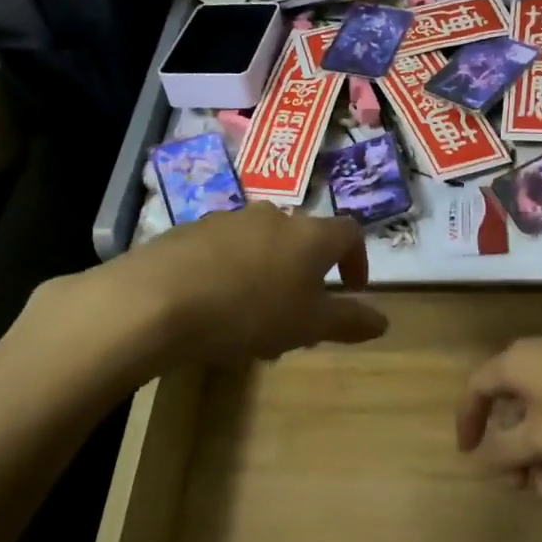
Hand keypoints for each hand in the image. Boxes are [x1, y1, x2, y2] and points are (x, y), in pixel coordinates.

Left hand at [122, 204, 387, 364]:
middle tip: (298, 313)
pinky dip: (232, 272)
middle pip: (303, 239)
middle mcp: (273, 216)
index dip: (357, 259)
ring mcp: (228, 219)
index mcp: (310, 235)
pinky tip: (215, 306)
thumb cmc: (250, 312)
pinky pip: (224, 250)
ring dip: (268, 273)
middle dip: (307, 273)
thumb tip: (383, 321)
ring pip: (262, 244)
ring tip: (254, 316)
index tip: (352, 289)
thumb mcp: (308, 326)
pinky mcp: (189, 230)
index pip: (349, 233)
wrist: (158, 299)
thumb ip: (349, 321)